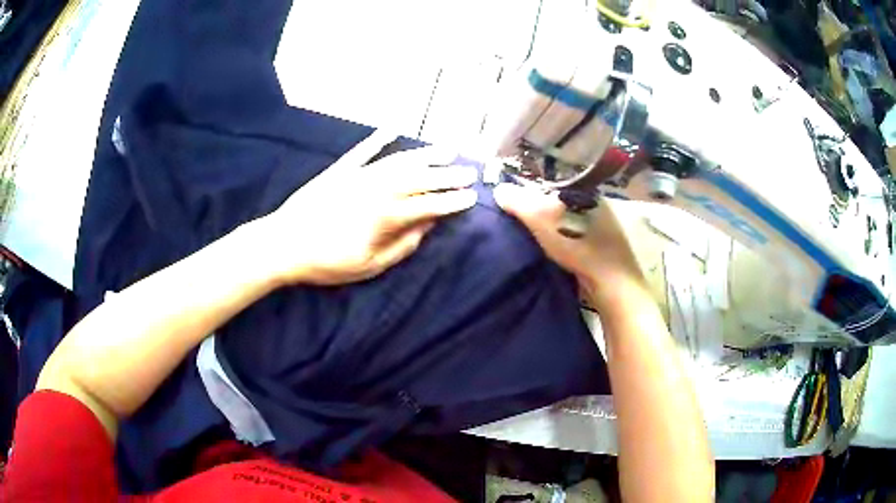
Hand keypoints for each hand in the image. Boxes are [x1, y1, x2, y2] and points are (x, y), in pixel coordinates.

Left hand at [257, 131, 477, 285]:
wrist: (283, 244)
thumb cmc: (326, 262)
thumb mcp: (369, 266)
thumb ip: (401, 247)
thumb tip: (426, 227)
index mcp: (385, 216)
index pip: (428, 205)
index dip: (452, 202)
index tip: (471, 198)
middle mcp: (376, 189)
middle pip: (419, 178)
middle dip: (448, 175)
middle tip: (469, 172)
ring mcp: (357, 175)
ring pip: (398, 160)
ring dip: (425, 154)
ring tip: (447, 150)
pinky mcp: (339, 170)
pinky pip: (363, 150)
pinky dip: (378, 139)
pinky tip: (392, 129)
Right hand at [493, 183, 644, 306]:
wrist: (611, 285)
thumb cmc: (580, 247)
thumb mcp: (544, 221)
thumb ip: (521, 203)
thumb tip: (499, 189)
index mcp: (588, 192)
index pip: (558, 181)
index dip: (537, 186)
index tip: (517, 194)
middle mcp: (599, 206)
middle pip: (564, 201)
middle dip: (543, 205)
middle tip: (520, 213)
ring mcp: (604, 228)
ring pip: (571, 220)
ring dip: (554, 224)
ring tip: (531, 230)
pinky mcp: (603, 249)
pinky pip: (576, 236)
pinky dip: (563, 238)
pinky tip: (552, 247)